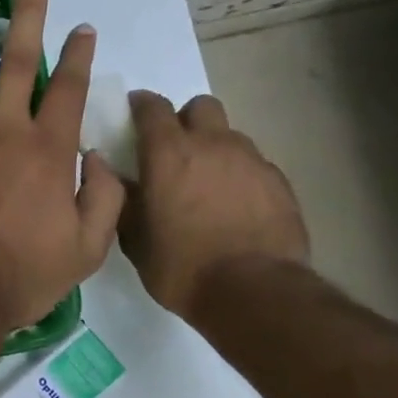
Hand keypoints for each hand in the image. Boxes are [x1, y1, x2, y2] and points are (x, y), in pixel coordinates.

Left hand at [0, 0, 125, 332]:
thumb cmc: (22, 274)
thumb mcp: (87, 248)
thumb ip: (105, 198)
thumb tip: (99, 158)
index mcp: (47, 149)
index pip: (69, 87)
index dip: (79, 54)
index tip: (84, 27)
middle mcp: (4, 128)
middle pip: (20, 58)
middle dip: (30, 12)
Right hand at [119, 92, 308, 321]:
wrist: (255, 293)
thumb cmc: (183, 267)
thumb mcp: (136, 240)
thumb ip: (125, 201)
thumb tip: (118, 178)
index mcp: (168, 153)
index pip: (152, 106)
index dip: (141, 105)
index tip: (135, 113)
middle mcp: (211, 144)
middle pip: (201, 107)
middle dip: (187, 119)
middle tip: (177, 149)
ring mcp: (251, 160)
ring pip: (230, 136)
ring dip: (216, 149)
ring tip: (210, 183)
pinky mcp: (280, 183)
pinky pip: (255, 165)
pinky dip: (242, 176)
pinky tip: (238, 206)